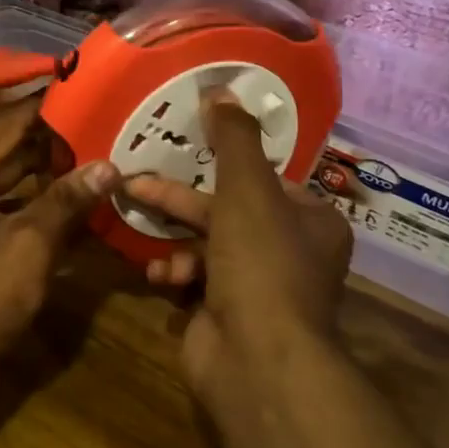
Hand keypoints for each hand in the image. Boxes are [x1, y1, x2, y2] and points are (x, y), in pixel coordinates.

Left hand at [0, 101, 120, 375]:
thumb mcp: (30, 244)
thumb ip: (66, 201)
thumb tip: (108, 165)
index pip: (6, 125)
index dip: (43, 109)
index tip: (82, 93)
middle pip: (5, 151)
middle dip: (49, 142)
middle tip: (98, 127)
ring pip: (5, 182)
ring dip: (42, 175)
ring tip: (91, 160)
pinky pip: (1, 210)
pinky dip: (31, 206)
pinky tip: (69, 207)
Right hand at [123, 91, 351, 408]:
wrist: (257, 360)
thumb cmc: (261, 263)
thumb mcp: (247, 189)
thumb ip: (232, 139)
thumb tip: (222, 87)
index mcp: (311, 221)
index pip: (265, 178)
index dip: (225, 163)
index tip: (186, 147)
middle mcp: (291, 252)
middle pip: (227, 210)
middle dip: (180, 198)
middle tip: (137, 181)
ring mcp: (259, 287)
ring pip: (206, 243)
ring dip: (173, 236)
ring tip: (140, 225)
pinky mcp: (227, 313)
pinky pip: (195, 278)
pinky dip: (175, 272)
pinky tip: (159, 275)